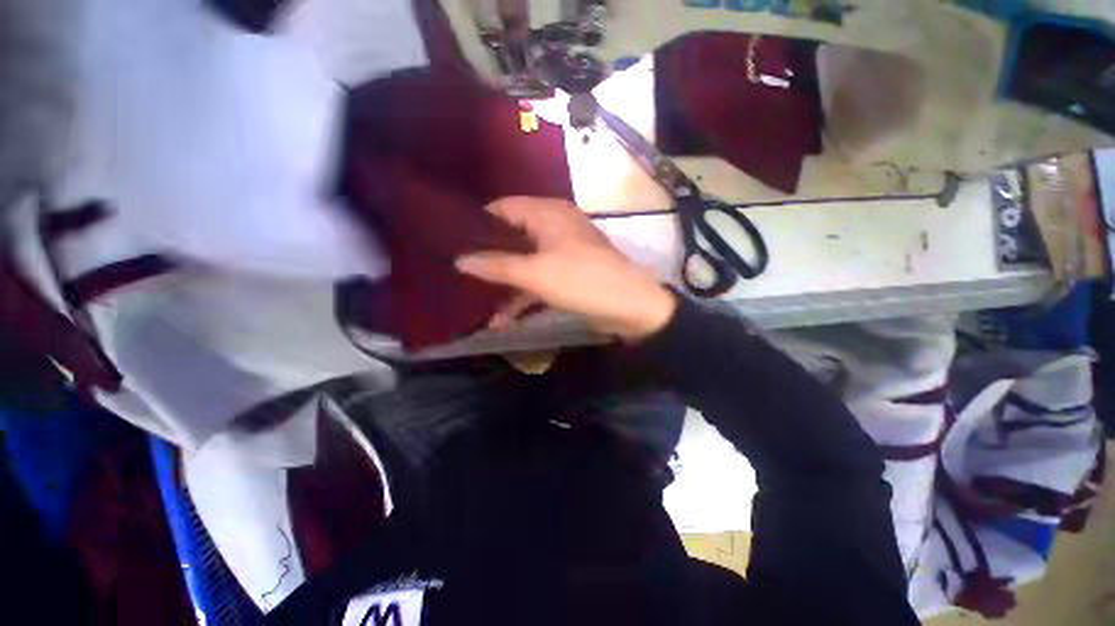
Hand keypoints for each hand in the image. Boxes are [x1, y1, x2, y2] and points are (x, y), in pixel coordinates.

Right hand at [456, 197, 676, 340]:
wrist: (630, 307)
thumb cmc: (580, 281)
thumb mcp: (534, 273)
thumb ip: (496, 266)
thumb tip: (460, 260)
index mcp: (547, 213)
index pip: (502, 208)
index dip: (478, 223)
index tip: (453, 242)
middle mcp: (554, 226)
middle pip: (512, 236)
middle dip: (488, 257)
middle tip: (459, 271)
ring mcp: (562, 251)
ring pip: (525, 261)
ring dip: (505, 283)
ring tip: (474, 300)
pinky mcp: (568, 273)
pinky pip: (539, 279)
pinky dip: (523, 296)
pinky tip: (503, 320)